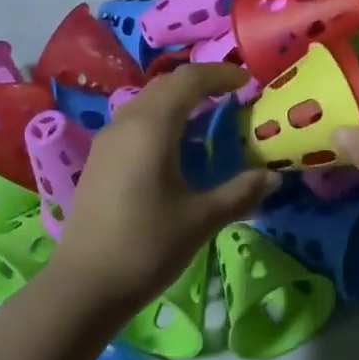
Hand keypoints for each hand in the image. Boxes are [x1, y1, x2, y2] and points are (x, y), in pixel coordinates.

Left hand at [49, 63, 280, 310]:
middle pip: (164, 86)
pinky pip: (133, 125)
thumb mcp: (202, 219)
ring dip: (177, 103)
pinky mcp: (98, 163)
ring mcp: (106, 143)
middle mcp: (125, 124)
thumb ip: (240, 192)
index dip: (221, 74)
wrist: (85, 285)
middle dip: (199, 84)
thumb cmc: (147, 246)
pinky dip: (160, 123)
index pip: (189, 80)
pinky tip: (174, 152)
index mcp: (151, 127)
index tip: (248, 81)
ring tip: (206, 122)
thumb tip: (273, 177)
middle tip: (231, 98)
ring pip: (145, 104)